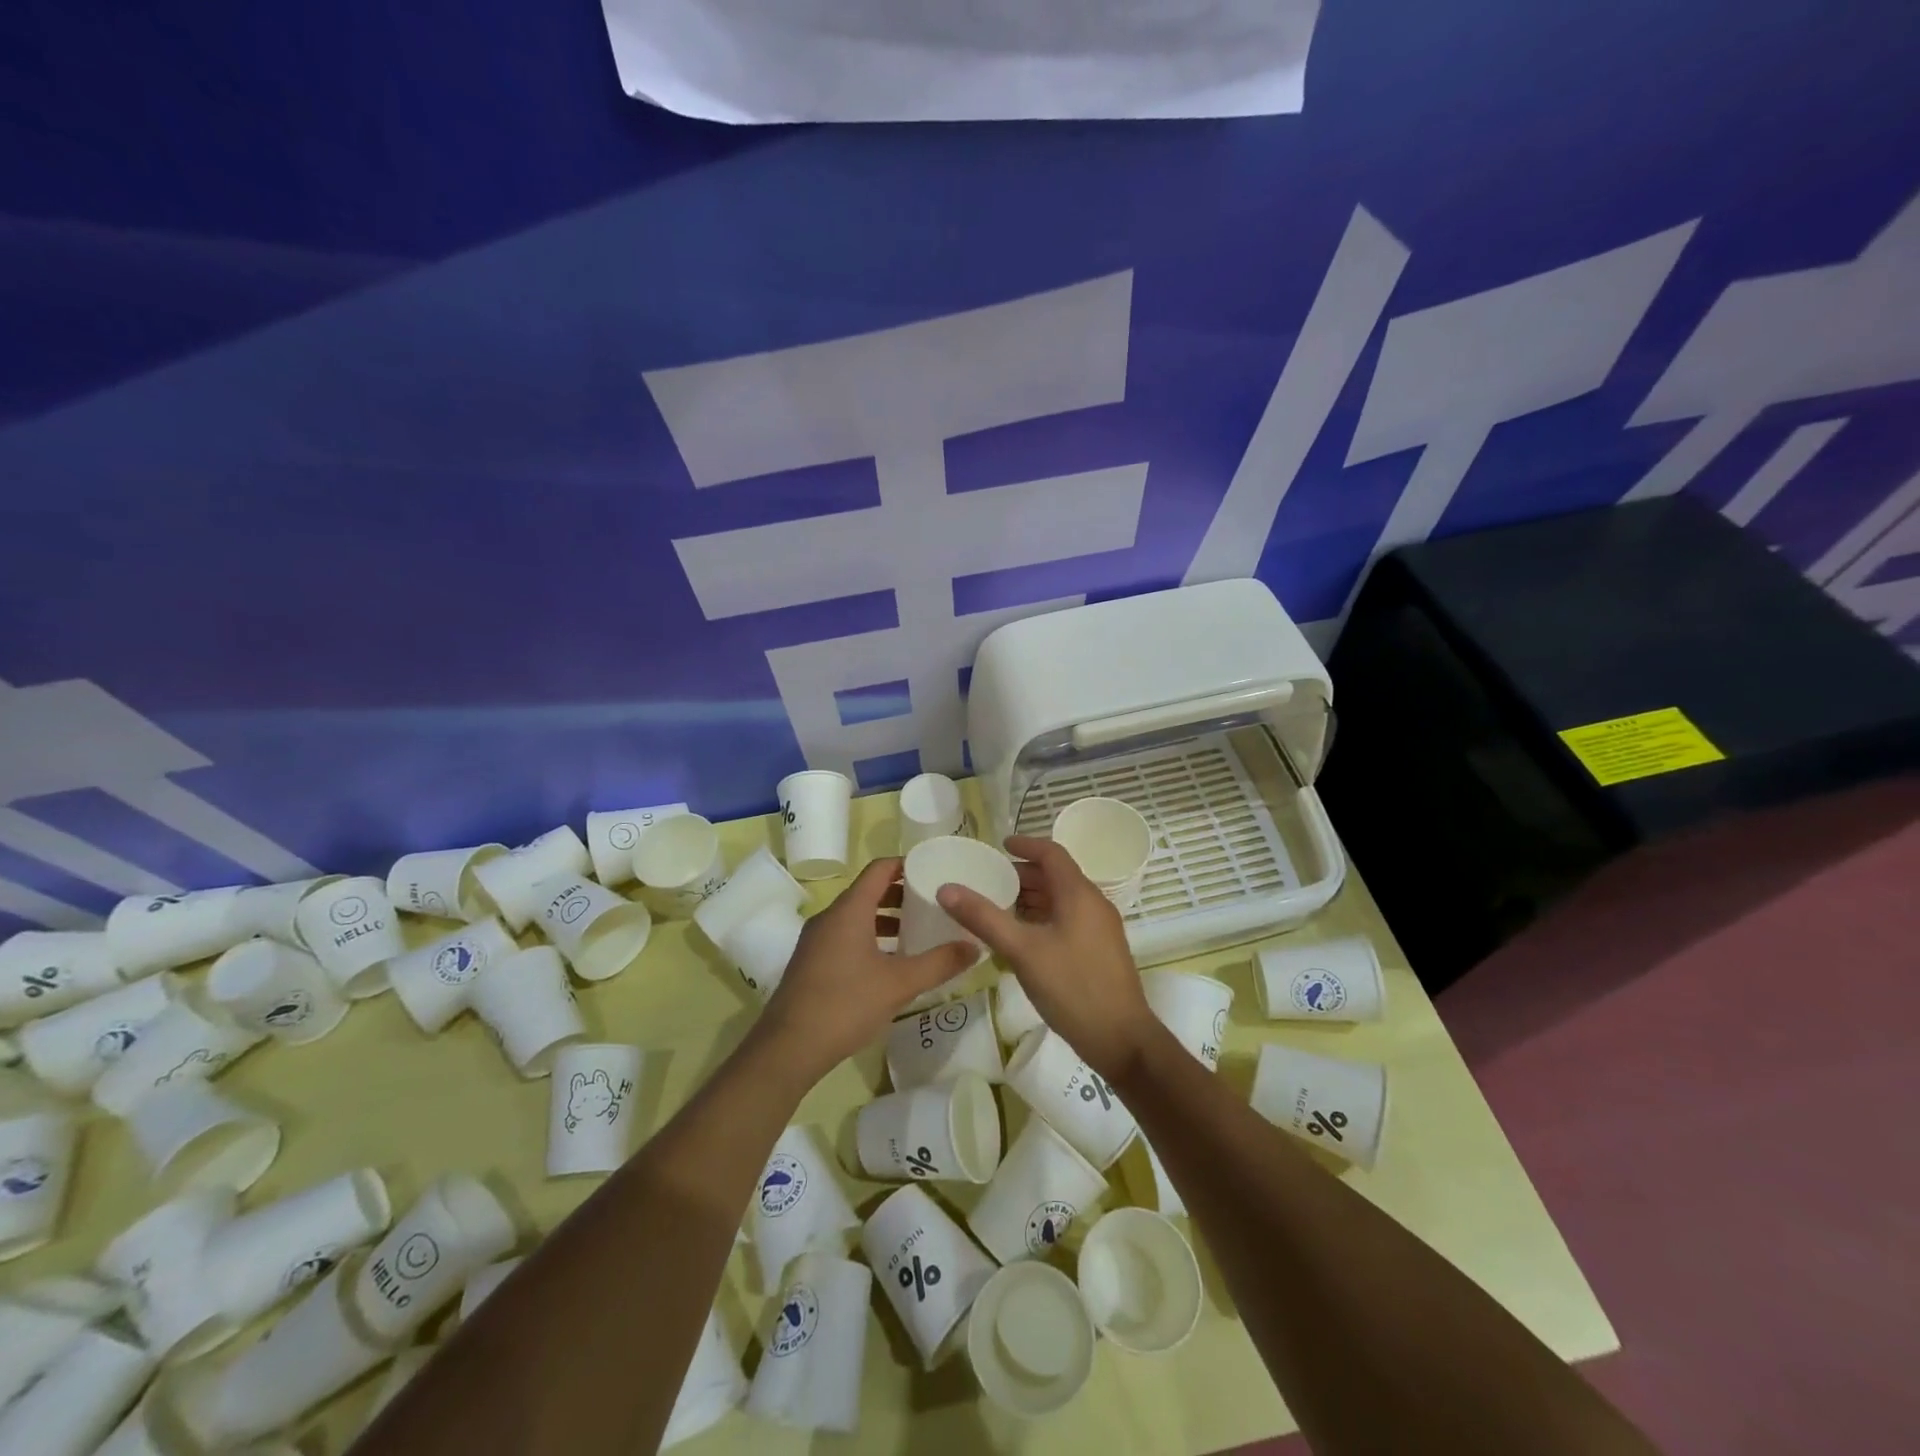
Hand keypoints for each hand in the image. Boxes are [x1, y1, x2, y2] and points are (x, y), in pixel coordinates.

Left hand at [756, 858, 975, 1084]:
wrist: (788, 1048)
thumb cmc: (845, 1005)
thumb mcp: (899, 984)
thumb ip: (939, 963)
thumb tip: (974, 946)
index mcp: (849, 910)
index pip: (879, 869)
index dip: (906, 864)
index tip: (933, 870)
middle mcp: (830, 917)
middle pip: (868, 892)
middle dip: (900, 895)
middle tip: (932, 905)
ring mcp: (816, 941)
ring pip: (856, 917)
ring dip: (885, 920)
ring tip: (916, 935)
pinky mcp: (810, 963)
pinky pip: (844, 937)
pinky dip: (869, 939)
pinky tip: (888, 965)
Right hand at [936, 836, 1157, 1079]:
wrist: (1122, 1040)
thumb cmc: (1072, 988)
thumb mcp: (1022, 951)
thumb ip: (984, 918)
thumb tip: (946, 888)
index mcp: (1079, 894)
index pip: (1052, 853)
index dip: (1025, 844)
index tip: (999, 845)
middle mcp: (1094, 903)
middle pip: (1056, 876)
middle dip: (1023, 875)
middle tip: (990, 881)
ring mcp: (1100, 928)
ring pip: (1062, 900)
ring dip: (1032, 898)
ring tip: (998, 908)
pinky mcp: (1100, 950)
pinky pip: (1068, 920)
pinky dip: (1043, 918)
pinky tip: (1022, 939)